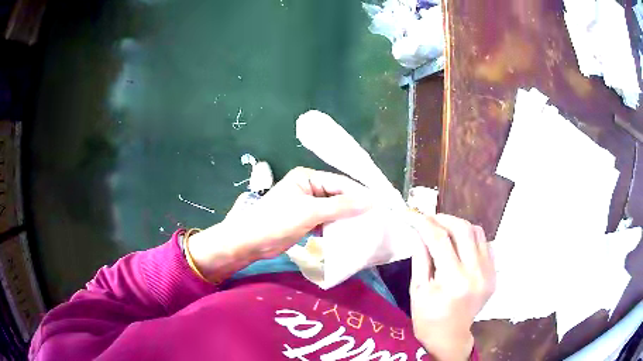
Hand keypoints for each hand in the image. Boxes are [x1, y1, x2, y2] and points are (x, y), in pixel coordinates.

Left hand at [188, 167, 371, 280]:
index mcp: (308, 177)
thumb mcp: (310, 211)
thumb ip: (340, 206)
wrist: (251, 242)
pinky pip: (327, 220)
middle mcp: (309, 187)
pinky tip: (349, 234)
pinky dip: (337, 227)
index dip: (359, 194)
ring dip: (347, 218)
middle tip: (376, 219)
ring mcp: (308, 204)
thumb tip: (371, 201)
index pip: (340, 183)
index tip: (379, 206)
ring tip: (367, 227)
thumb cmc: (277, 220)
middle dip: (354, 207)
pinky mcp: (306, 220)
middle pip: (338, 195)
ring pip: (334, 209)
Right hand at [409, 214, 495, 360]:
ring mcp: (488, 272)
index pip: (439, 239)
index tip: (412, 214)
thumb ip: (420, 256)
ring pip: (477, 232)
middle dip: (443, 218)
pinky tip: (460, 244)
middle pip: (462, 229)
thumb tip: (417, 230)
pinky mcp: (494, 274)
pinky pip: (485, 244)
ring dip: (458, 225)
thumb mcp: (417, 289)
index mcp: (453, 280)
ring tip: (444, 229)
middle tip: (429, 219)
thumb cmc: (427, 317)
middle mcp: (475, 273)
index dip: (424, 222)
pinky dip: (471, 238)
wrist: (450, 336)